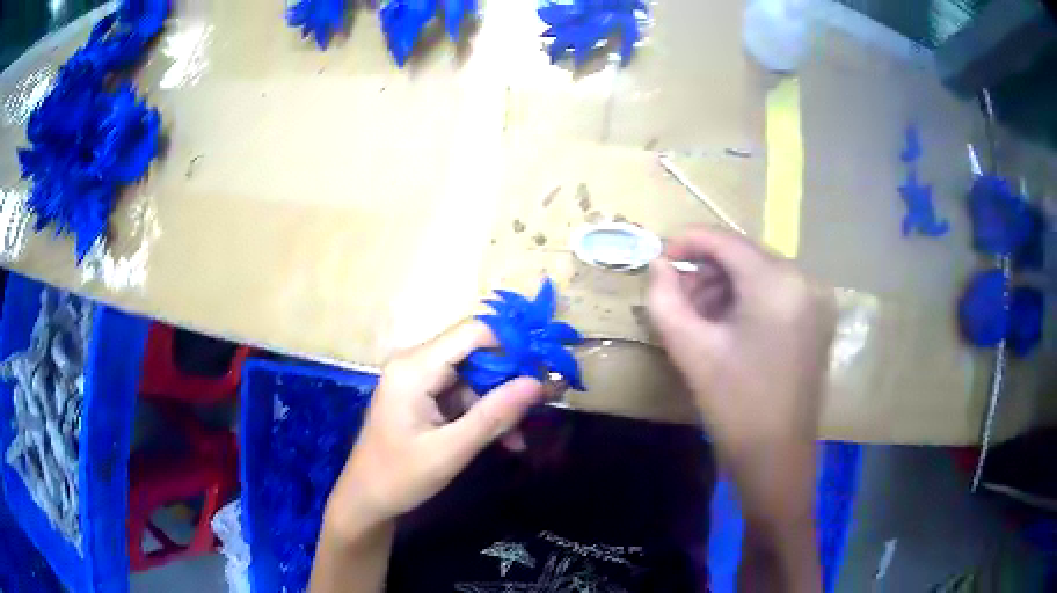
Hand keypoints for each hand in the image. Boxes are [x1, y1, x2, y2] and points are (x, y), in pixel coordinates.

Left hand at [324, 320, 545, 537]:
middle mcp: (414, 363)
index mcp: (414, 368)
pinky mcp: (421, 395)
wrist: (366, 499)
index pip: (473, 333)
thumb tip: (539, 383)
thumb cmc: (400, 477)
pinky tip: (501, 441)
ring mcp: (417, 378)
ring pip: (473, 377)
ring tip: (518, 440)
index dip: (513, 344)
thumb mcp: (451, 450)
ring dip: (498, 405)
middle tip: (542, 405)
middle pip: (475, 353)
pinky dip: (482, 414)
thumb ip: (495, 416)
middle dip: (509, 380)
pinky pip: (461, 394)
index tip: (546, 368)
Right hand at [647, 226, 835, 461]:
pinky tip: (728, 328)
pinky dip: (747, 300)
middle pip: (744, 255)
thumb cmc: (735, 406)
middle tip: (676, 299)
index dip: (686, 242)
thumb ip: (665, 300)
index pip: (725, 241)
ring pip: (760, 273)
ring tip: (699, 319)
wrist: (777, 458)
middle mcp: (804, 280)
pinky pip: (776, 292)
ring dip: (725, 286)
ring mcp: (816, 300)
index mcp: (777, 283)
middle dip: (705, 271)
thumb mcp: (692, 351)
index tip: (658, 260)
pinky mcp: (817, 320)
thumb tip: (658, 266)